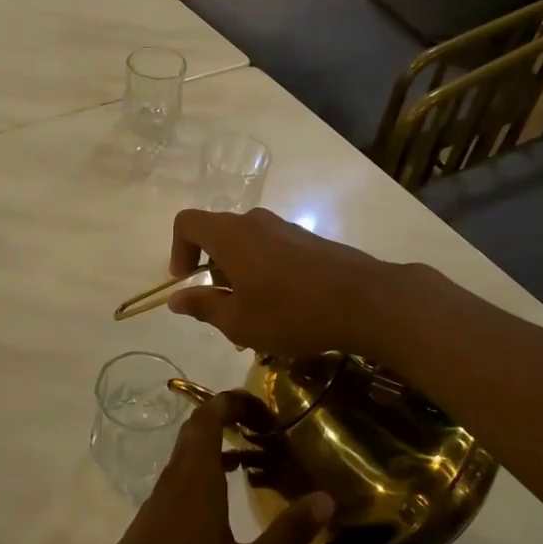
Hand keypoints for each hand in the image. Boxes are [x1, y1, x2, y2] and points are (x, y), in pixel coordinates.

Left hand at [79, 396, 331, 543]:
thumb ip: (286, 534)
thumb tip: (325, 499)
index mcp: (197, 476)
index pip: (210, 415)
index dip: (235, 401)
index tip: (265, 408)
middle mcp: (176, 475)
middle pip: (197, 426)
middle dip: (229, 416)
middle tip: (264, 427)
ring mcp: (161, 494)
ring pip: (189, 450)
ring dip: (218, 442)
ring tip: (254, 456)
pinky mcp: (154, 514)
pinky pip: (182, 471)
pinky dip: (206, 466)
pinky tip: (226, 495)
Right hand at [166, 207, 401, 358]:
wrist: (366, 301)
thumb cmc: (291, 312)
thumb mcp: (239, 321)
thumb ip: (203, 306)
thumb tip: (176, 299)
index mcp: (229, 235)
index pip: (187, 223)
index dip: (178, 250)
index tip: (186, 281)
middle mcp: (254, 221)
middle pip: (218, 234)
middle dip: (212, 269)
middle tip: (223, 306)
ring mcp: (286, 228)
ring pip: (247, 243)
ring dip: (240, 273)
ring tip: (255, 313)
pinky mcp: (310, 240)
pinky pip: (273, 249)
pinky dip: (265, 271)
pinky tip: (284, 307)